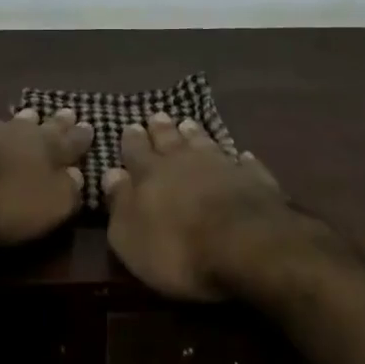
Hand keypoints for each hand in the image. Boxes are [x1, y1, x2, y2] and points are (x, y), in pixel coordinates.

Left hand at [0, 95, 93, 244]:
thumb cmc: (4, 200)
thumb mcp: (49, 206)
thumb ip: (68, 191)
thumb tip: (79, 176)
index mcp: (47, 151)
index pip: (70, 143)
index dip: (81, 138)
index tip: (91, 126)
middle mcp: (18, 133)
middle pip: (42, 127)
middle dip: (57, 122)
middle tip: (69, 111)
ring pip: (7, 121)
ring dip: (19, 118)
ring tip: (30, 111)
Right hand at [101, 112, 294, 299]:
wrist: (243, 244)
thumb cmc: (177, 247)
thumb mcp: (131, 236)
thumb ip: (119, 203)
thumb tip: (111, 173)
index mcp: (150, 173)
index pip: (136, 151)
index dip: (132, 140)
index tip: (130, 126)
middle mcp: (184, 161)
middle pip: (169, 139)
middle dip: (161, 128)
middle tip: (158, 116)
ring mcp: (222, 166)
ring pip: (204, 143)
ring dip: (195, 134)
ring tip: (189, 124)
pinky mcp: (254, 179)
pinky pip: (244, 164)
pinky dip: (240, 159)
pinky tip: (242, 156)